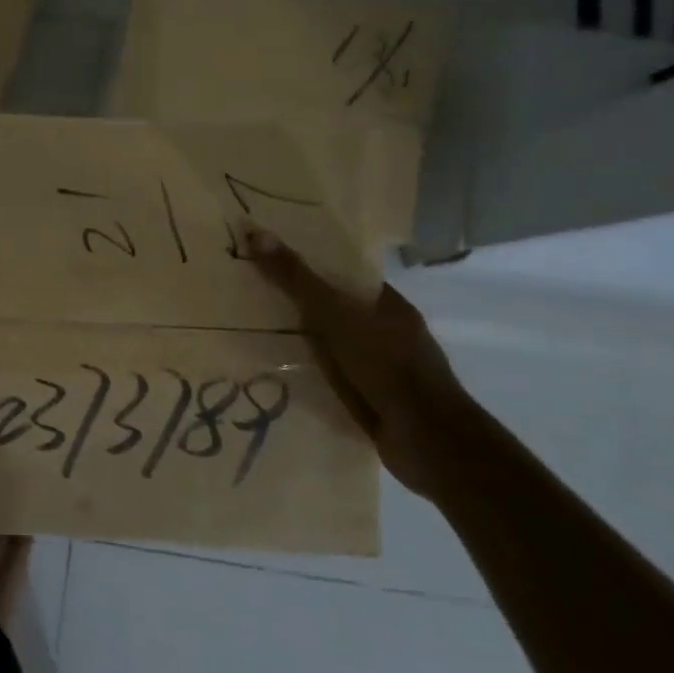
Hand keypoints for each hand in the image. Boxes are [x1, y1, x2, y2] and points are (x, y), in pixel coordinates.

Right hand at [247, 229, 464, 499]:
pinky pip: (329, 379)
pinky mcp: (370, 401)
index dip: (309, 266)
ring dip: (299, 344)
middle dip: (297, 306)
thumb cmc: (387, 366)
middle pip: (334, 311)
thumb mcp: (336, 315)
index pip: (344, 276)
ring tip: (248, 333)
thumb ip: (297, 279)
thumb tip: (256, 232)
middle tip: (246, 294)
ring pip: (330, 347)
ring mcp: (379, 370)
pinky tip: (272, 374)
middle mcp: (386, 334)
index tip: (268, 260)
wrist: (427, 440)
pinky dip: (306, 375)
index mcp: (388, 306)